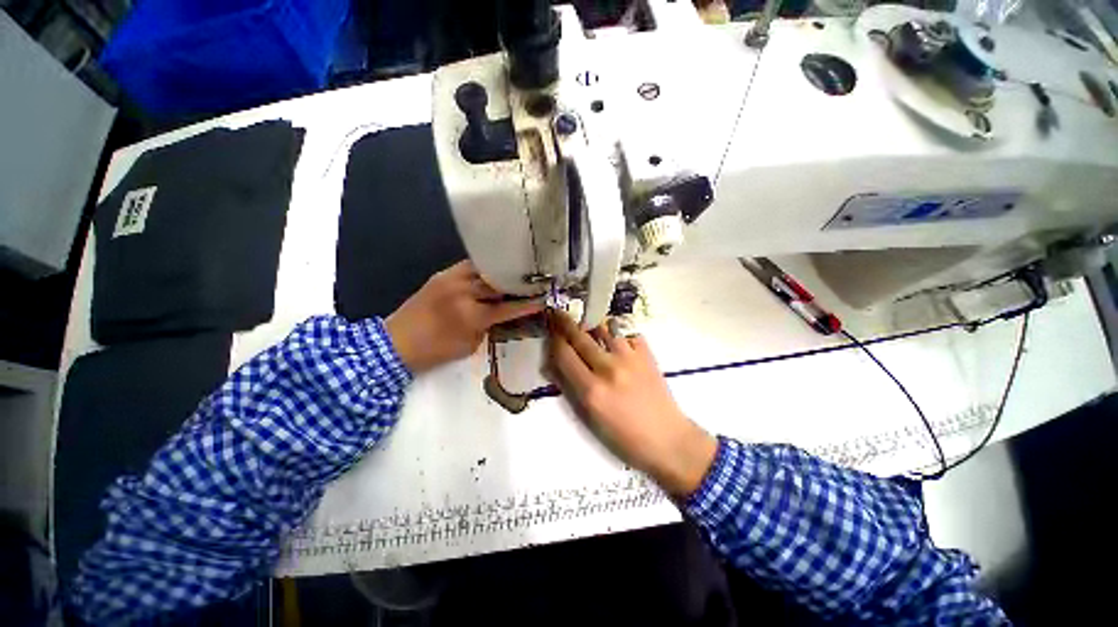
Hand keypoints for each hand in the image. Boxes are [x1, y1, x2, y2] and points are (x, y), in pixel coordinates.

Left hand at [386, 261, 542, 373]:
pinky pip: (469, 266)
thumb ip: (489, 326)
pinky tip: (493, 271)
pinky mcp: (442, 274)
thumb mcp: (470, 345)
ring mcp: (451, 279)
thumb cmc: (436, 351)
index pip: (508, 307)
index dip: (527, 303)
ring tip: (516, 272)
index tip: (543, 298)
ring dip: (501, 272)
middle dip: (517, 283)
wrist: (395, 343)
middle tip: (532, 281)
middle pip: (498, 283)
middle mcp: (463, 292)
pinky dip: (485, 269)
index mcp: (471, 316)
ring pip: (485, 269)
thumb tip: (502, 313)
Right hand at [547, 311, 717, 496]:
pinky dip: (618, 333)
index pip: (564, 354)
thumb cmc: (624, 436)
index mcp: (591, 389)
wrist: (667, 439)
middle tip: (558, 312)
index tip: (549, 330)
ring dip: (592, 325)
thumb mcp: (590, 418)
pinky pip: (628, 334)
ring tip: (587, 324)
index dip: (554, 340)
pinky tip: (615, 340)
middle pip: (580, 338)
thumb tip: (553, 365)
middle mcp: (608, 368)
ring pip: (604, 329)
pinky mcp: (646, 355)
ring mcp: (630, 358)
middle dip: (565, 323)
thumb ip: (570, 388)